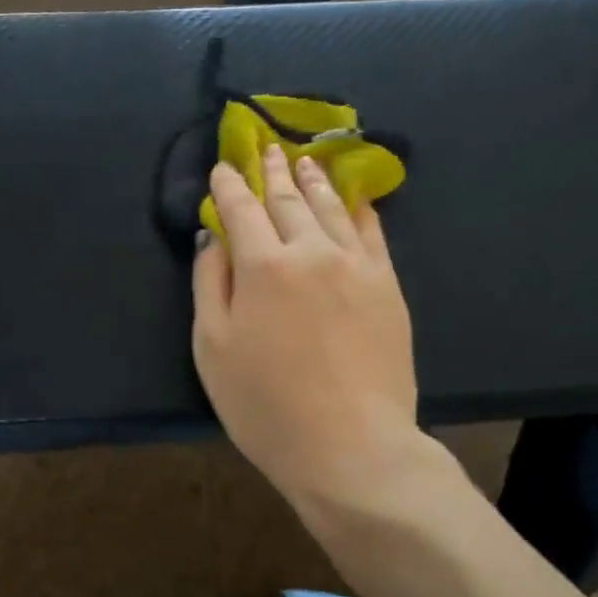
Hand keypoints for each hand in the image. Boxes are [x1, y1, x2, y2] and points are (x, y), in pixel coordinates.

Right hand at [192, 146, 423, 511]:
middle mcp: (310, 250)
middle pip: (287, 199)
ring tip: (302, 160)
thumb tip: (214, 237)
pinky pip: (371, 232)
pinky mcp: (387, 285)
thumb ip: (210, 284)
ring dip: (312, 180)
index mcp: (262, 265)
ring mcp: (356, 265)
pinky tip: (352, 197)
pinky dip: (358, 208)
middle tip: (264, 149)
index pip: (240, 209)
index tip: (222, 168)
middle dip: (270, 172)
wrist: (351, 446)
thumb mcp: (212, 348)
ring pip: (330, 207)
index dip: (228, 186)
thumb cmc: (265, 405)